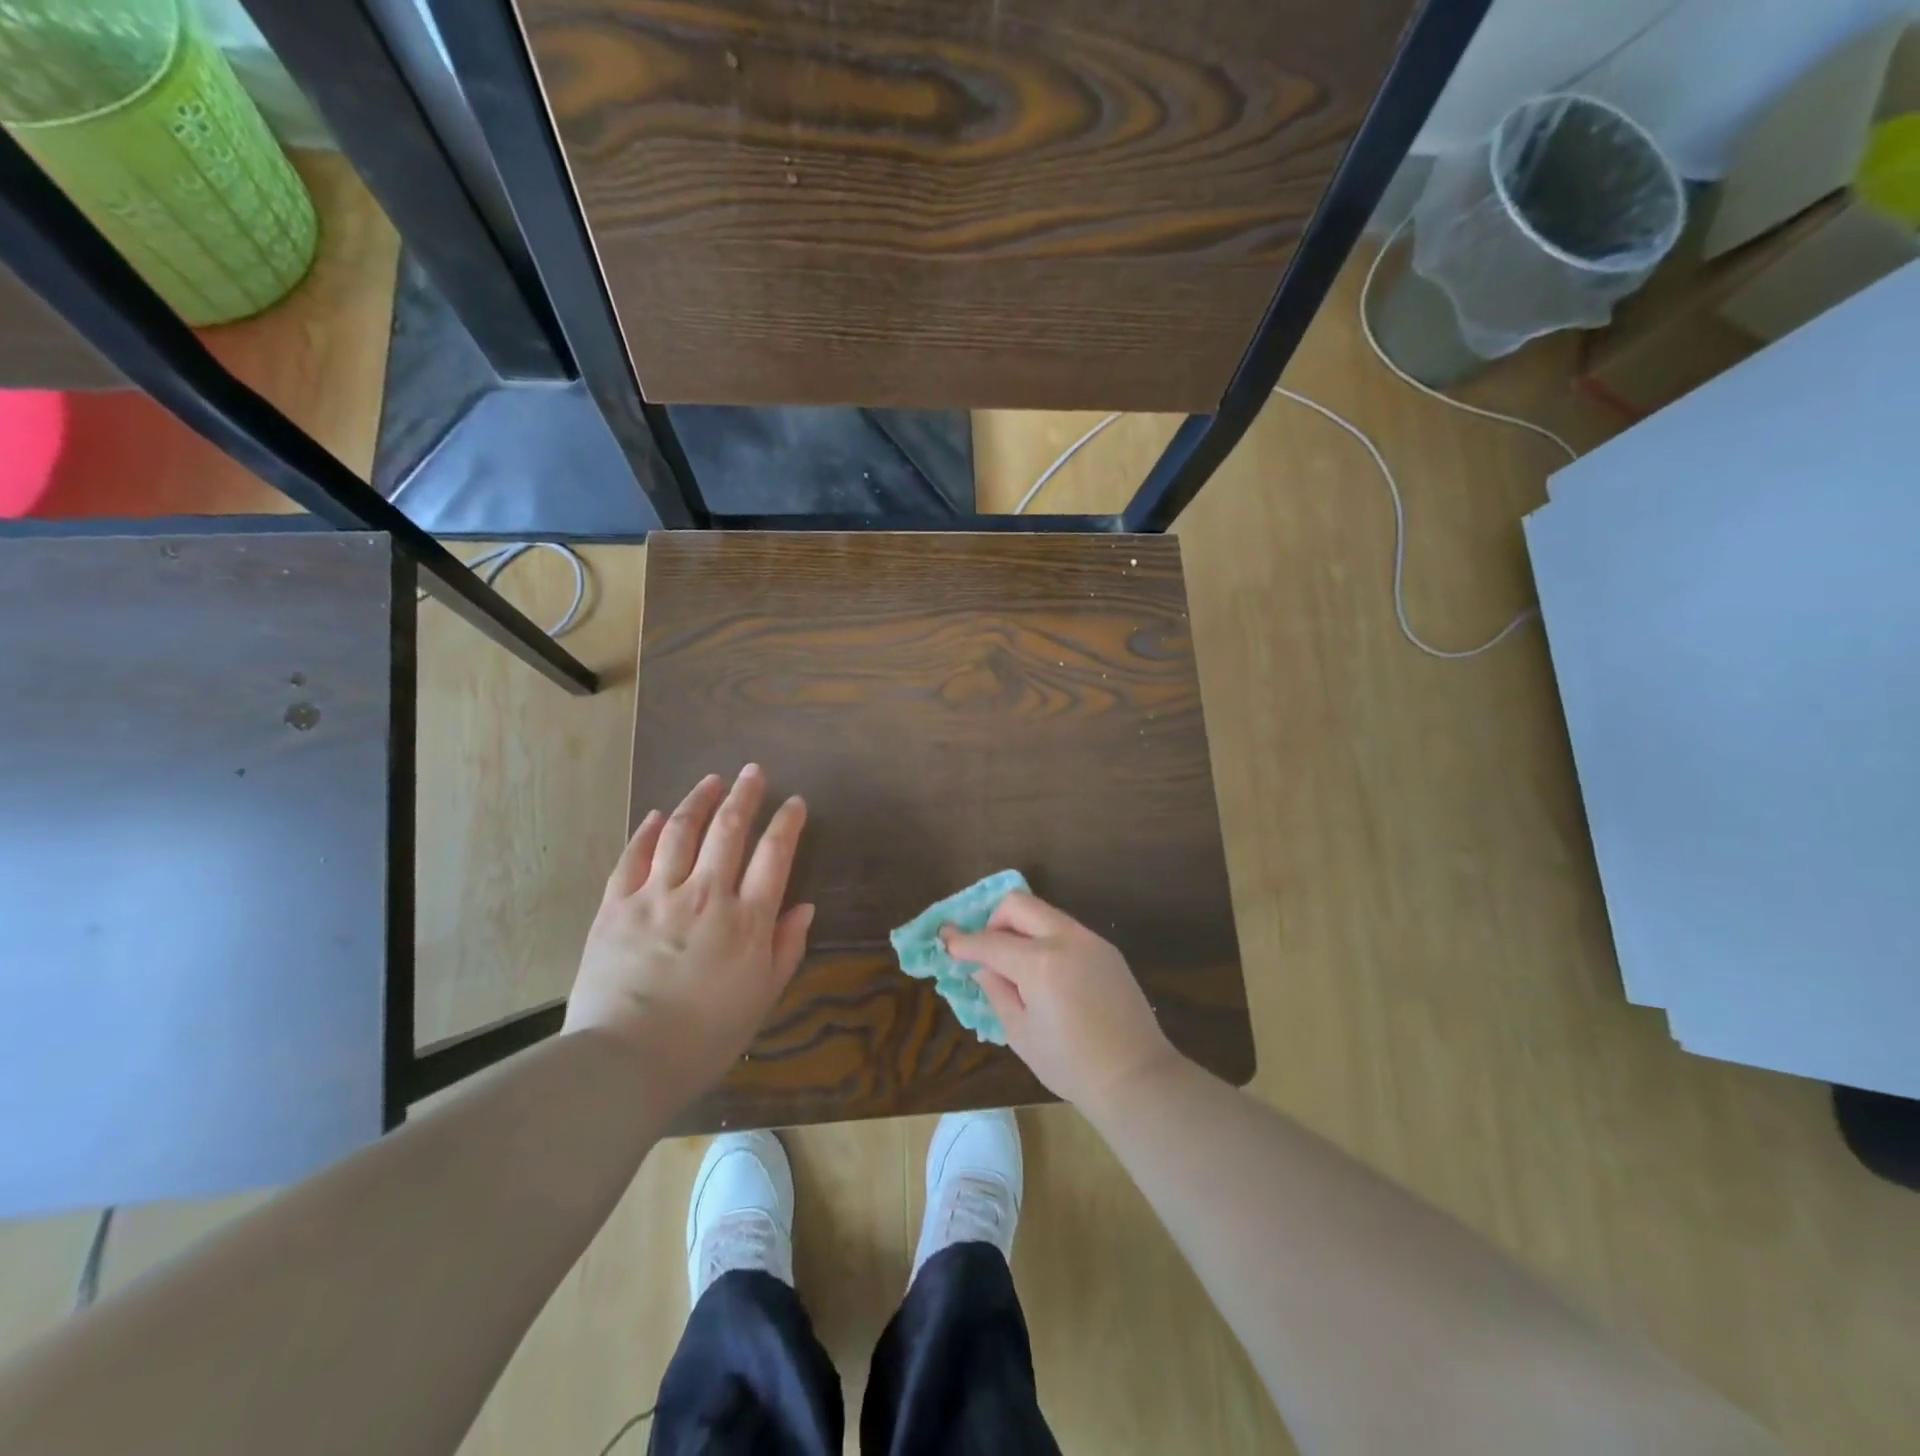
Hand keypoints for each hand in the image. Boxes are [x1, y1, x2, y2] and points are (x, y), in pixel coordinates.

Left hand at [565, 765, 813, 1090]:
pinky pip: (633, 857)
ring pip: (680, 832)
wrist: (624, 1063)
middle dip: (745, 795)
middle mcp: (705, 895)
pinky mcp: (616, 906)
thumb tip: (803, 908)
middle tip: (754, 771)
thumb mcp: (761, 998)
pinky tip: (655, 815)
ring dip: (698, 800)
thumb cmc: (704, 1038)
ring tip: (712, 780)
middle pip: (729, 830)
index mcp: (747, 920)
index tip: (794, 803)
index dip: (786, 823)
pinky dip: (646, 832)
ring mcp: (656, 896)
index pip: (774, 854)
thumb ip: (785, 948)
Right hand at [942, 892, 1181, 1110]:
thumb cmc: (1070, 1064)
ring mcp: (1090, 940)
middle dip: (994, 920)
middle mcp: (1065, 939)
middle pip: (1018, 904)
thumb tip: (983, 966)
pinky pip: (1065, 929)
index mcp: (1040, 963)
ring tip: (1015, 963)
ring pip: (1044, 912)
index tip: (946, 938)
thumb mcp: (1020, 1032)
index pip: (990, 941)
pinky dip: (1045, 938)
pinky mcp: (1106, 949)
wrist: (1135, 1076)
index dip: (963, 941)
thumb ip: (997, 990)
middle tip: (986, 949)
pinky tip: (1045, 971)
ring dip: (1021, 927)